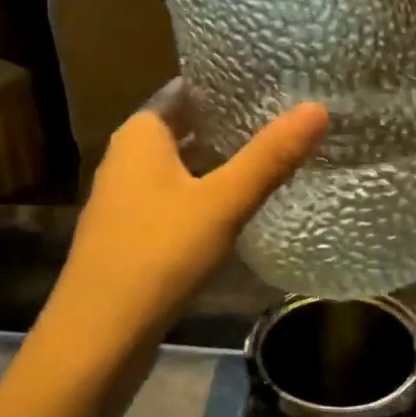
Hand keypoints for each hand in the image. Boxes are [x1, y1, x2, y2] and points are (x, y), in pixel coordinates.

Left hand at [41, 82, 327, 362]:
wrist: (98, 336)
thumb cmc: (159, 253)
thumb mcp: (222, 201)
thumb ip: (269, 156)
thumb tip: (317, 107)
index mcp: (140, 134)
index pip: (186, 90)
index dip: (225, 84)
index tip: (271, 80)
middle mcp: (126, 156)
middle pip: (184, 127)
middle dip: (227, 123)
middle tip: (282, 115)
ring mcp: (124, 197)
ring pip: (179, 165)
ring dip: (217, 161)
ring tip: (270, 154)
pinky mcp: (130, 232)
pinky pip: (173, 198)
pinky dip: (203, 193)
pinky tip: (236, 205)